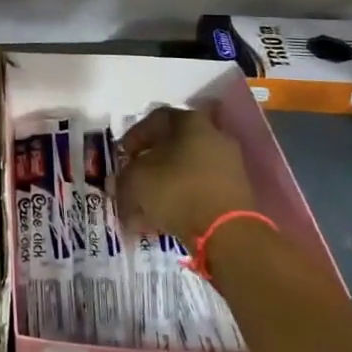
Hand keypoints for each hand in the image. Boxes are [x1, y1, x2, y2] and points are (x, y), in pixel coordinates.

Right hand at [114, 104, 257, 244]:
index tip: (122, 156)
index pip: (155, 119)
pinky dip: (181, 201)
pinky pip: (199, 190)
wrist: (227, 232)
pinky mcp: (236, 192)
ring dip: (162, 187)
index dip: (133, 137)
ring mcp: (228, 164)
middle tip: (132, 180)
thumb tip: (116, 184)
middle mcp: (213, 136)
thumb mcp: (136, 181)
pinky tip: (163, 220)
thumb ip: (122, 179)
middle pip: (172, 146)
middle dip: (148, 165)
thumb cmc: (176, 190)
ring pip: (185, 171)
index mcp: (189, 122)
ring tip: (143, 209)